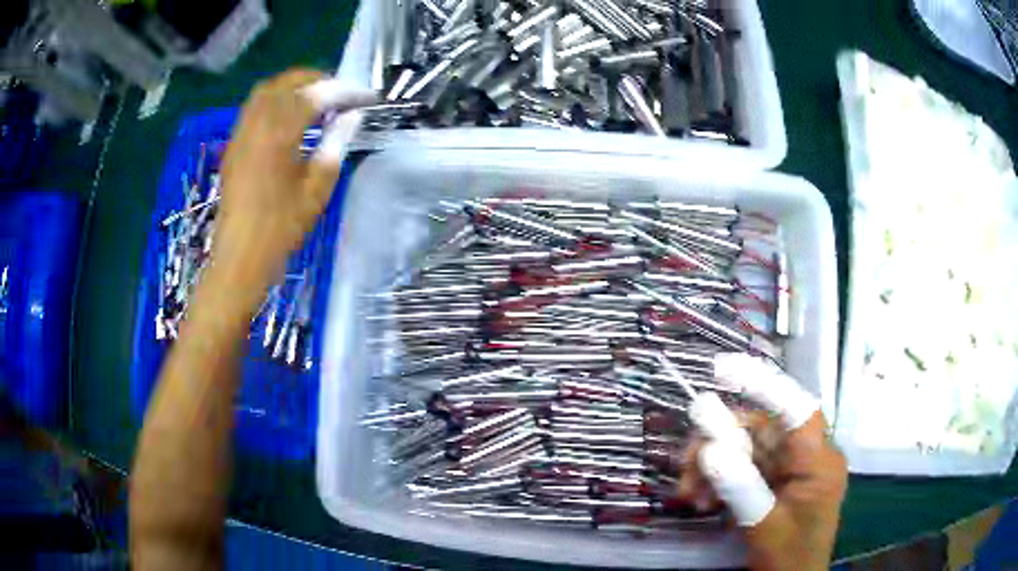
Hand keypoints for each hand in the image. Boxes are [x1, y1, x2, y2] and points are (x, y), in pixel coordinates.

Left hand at [213, 68, 373, 289]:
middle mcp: (256, 124)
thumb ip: (335, 144)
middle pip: (286, 83)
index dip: (344, 90)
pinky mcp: (234, 146)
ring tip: (317, 99)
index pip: (316, 95)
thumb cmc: (281, 227)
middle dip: (316, 79)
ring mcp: (241, 133)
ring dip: (293, 86)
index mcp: (279, 133)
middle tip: (341, 91)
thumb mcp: (317, 188)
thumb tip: (351, 117)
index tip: (366, 95)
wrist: (240, 256)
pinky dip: (275, 101)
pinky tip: (289, 118)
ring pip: (266, 91)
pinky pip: (254, 108)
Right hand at [676, 355, 847, 570]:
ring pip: (745, 448)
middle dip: (718, 443)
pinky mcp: (773, 482)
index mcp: (818, 461)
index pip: (796, 408)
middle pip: (760, 428)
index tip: (721, 370)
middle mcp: (805, 455)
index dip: (763, 383)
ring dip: (712, 466)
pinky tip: (701, 500)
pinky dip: (718, 480)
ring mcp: (788, 469)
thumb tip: (710, 448)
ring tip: (689, 494)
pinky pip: (742, 468)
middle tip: (686, 465)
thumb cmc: (789, 558)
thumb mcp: (764, 525)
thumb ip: (740, 486)